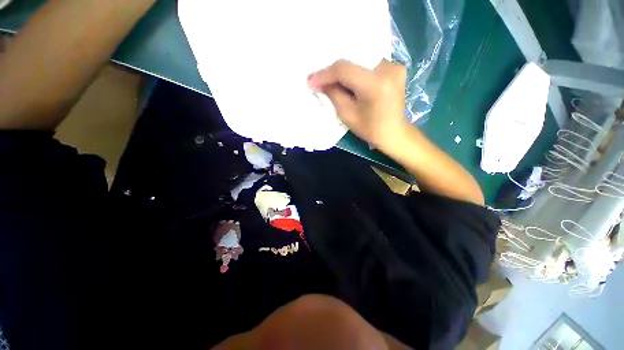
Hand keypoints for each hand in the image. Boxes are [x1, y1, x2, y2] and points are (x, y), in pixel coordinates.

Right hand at [307, 59, 409, 151]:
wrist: (394, 133)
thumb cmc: (370, 129)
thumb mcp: (348, 115)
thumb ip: (333, 94)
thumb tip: (319, 82)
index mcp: (376, 85)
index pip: (344, 70)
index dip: (325, 74)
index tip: (311, 81)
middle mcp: (388, 69)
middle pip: (353, 61)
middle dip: (333, 71)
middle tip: (320, 79)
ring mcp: (395, 66)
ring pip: (361, 60)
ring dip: (345, 70)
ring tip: (333, 79)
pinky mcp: (396, 67)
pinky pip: (370, 63)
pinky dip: (357, 70)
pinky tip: (349, 79)